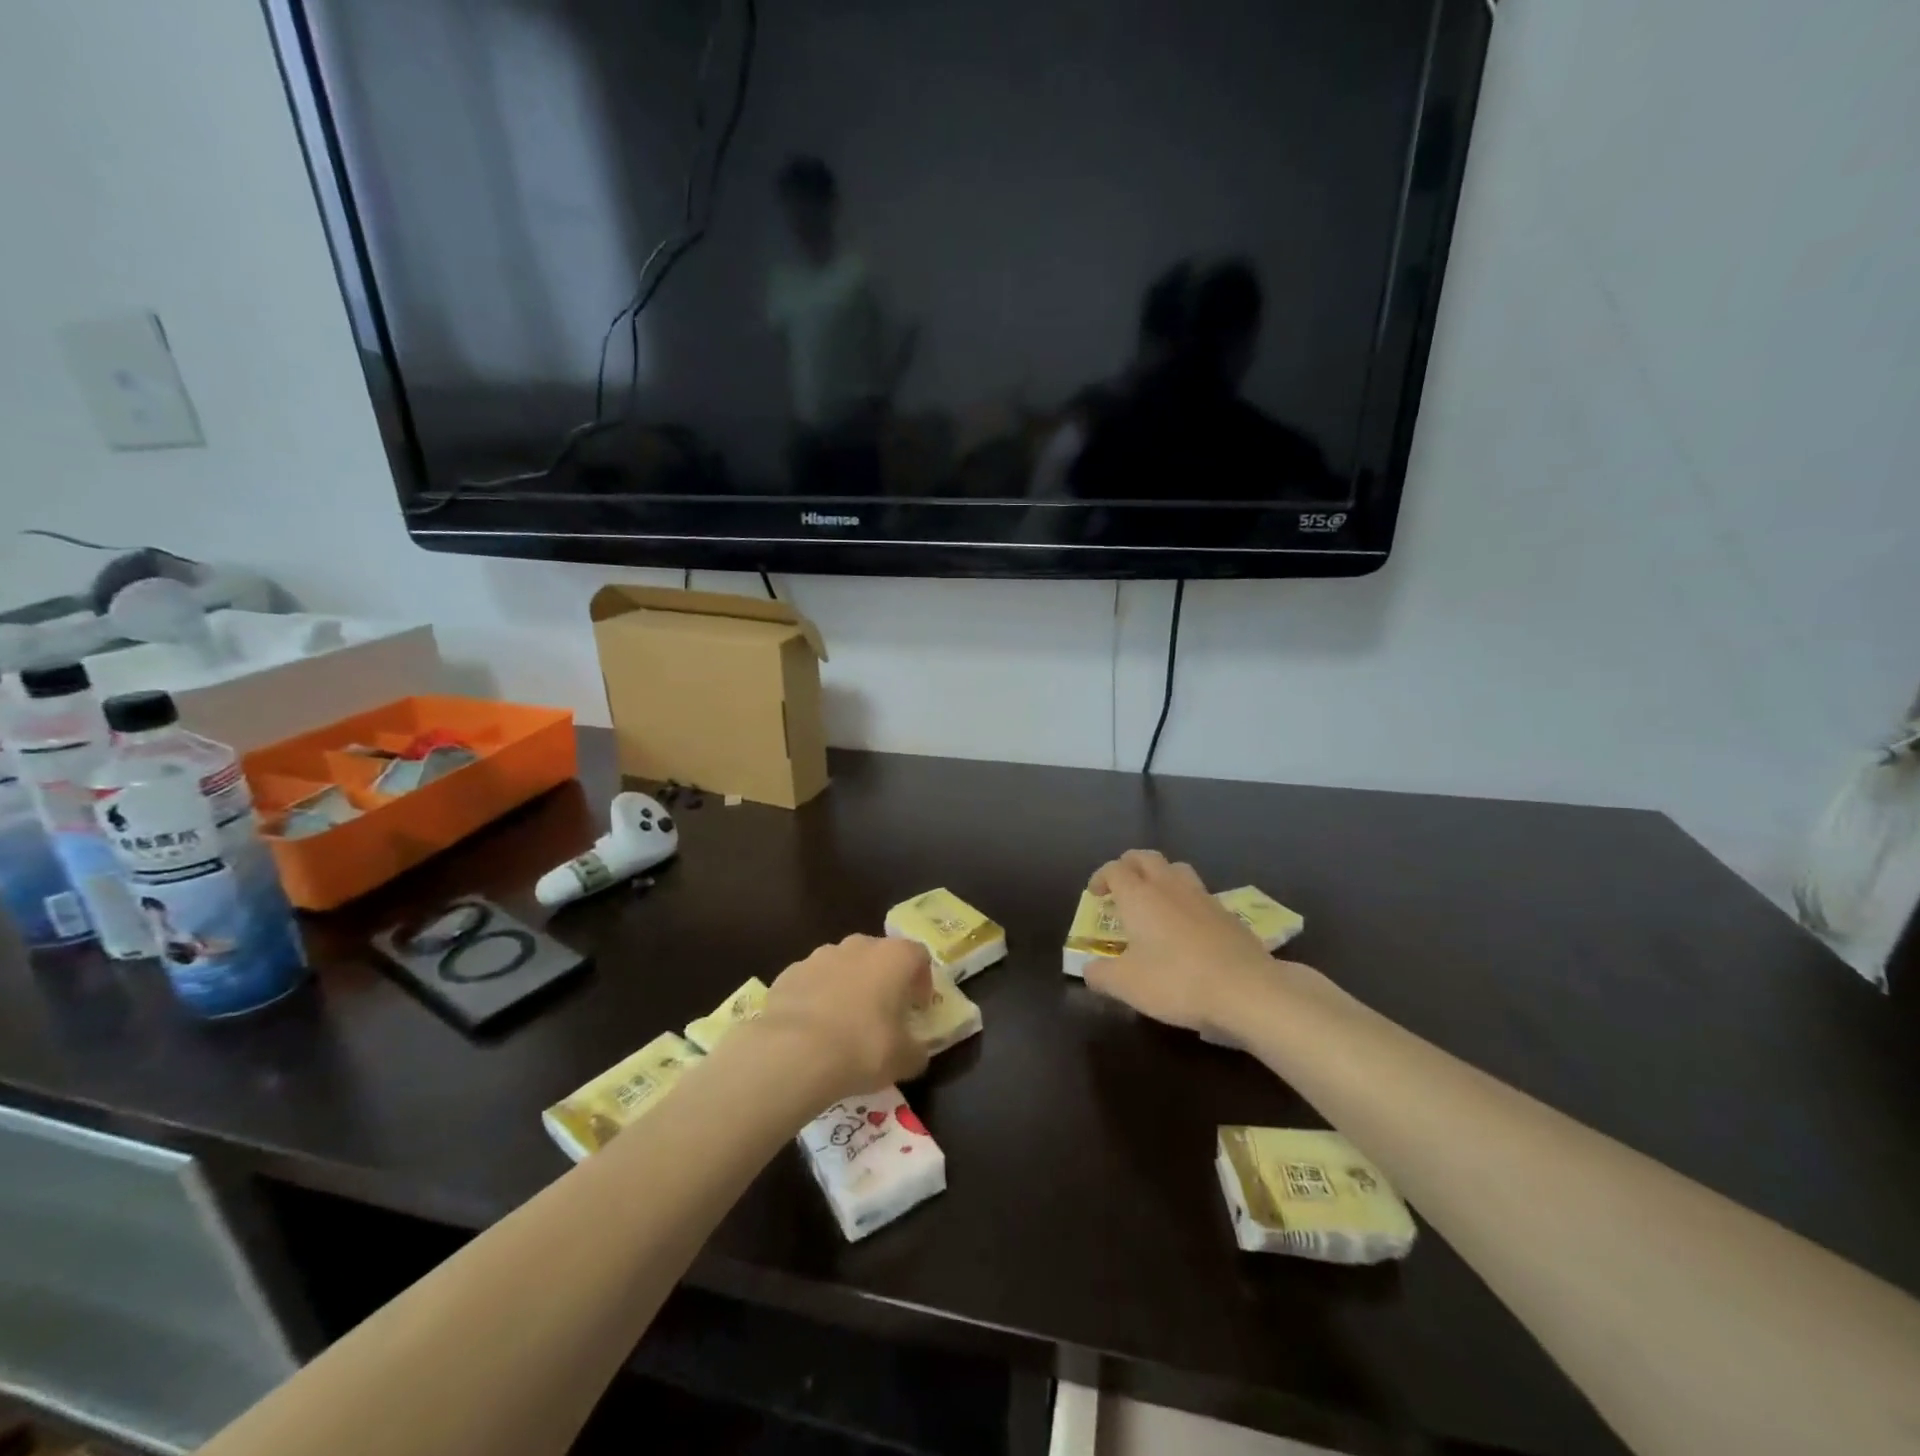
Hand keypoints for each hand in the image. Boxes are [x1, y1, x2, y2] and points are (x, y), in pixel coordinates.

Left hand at [757, 934, 932, 1101]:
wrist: (794, 1052)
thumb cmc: (863, 1048)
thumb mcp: (905, 1060)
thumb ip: (917, 1051)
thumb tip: (915, 1051)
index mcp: (894, 957)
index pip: (918, 956)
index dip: (922, 981)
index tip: (917, 1008)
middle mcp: (859, 946)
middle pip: (878, 956)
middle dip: (883, 981)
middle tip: (882, 1015)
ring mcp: (820, 955)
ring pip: (843, 966)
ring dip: (848, 987)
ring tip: (843, 1024)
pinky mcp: (790, 972)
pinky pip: (812, 982)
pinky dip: (816, 998)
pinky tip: (812, 1030)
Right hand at [1083, 850, 1279, 1036]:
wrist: (1248, 990)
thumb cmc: (1177, 982)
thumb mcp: (1127, 986)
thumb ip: (1101, 975)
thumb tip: (1089, 969)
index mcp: (1140, 896)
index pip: (1115, 869)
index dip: (1101, 877)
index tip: (1095, 895)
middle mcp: (1169, 887)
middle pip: (1146, 858)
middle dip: (1129, 865)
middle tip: (1121, 886)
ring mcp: (1203, 897)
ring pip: (1176, 869)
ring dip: (1160, 876)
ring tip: (1155, 901)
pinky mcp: (1228, 914)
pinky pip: (1200, 894)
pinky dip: (1186, 900)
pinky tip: (1187, 927)